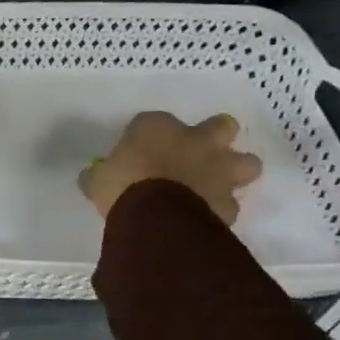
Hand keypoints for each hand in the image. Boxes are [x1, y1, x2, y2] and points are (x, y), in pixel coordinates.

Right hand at [79, 112, 263, 224]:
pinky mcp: (228, 204)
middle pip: (223, 125)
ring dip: (235, 171)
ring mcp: (219, 172)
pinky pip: (231, 205)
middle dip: (217, 136)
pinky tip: (206, 218)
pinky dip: (221, 210)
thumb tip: (92, 176)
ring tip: (217, 185)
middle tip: (199, 153)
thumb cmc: (121, 186)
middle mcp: (196, 142)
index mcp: (158, 127)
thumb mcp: (97, 180)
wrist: (155, 217)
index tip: (139, 150)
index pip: (154, 121)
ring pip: (247, 163)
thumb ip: (98, 175)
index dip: (150, 134)